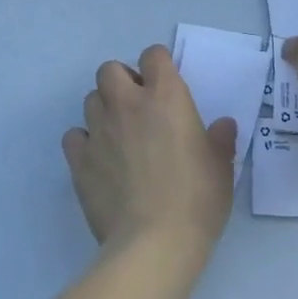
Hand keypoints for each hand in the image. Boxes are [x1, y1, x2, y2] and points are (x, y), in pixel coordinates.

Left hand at [62, 46, 237, 253]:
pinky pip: (74, 136)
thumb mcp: (221, 167)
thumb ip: (220, 139)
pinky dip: (83, 142)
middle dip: (121, 81)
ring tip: (118, 136)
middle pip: (109, 69)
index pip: (153, 55)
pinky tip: (98, 160)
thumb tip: (223, 125)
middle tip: (137, 107)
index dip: (158, 65)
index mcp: (165, 97)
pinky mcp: (80, 159)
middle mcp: (128, 103)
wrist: (154, 244)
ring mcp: (99, 129)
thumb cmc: (197, 200)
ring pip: (90, 99)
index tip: (165, 84)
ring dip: (103, 110)